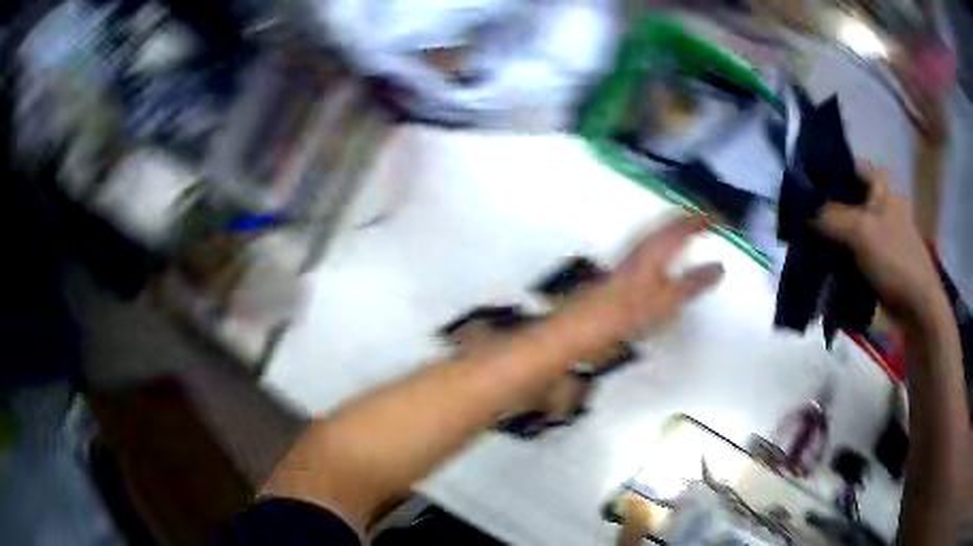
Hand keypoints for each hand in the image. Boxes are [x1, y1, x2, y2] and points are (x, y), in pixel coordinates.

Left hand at [574, 215, 724, 340]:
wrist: (596, 317)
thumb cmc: (631, 308)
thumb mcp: (673, 298)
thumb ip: (698, 281)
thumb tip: (717, 268)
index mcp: (660, 244)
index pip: (689, 221)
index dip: (708, 217)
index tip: (723, 219)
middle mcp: (647, 240)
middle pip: (676, 217)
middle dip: (696, 215)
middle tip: (713, 219)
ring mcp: (637, 248)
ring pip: (665, 225)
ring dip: (683, 223)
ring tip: (698, 229)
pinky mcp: (631, 259)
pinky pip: (658, 235)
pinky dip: (673, 234)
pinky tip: (674, 248)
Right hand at [813, 168, 947, 328]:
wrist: (917, 309)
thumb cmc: (895, 260)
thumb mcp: (861, 232)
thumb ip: (828, 217)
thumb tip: (798, 211)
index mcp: (878, 187)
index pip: (845, 165)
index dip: (823, 169)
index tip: (799, 181)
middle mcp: (876, 205)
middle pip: (842, 196)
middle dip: (820, 205)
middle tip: (794, 213)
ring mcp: (875, 234)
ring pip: (843, 225)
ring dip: (824, 233)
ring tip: (800, 239)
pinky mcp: (872, 260)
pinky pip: (847, 250)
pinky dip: (833, 254)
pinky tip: (816, 259)